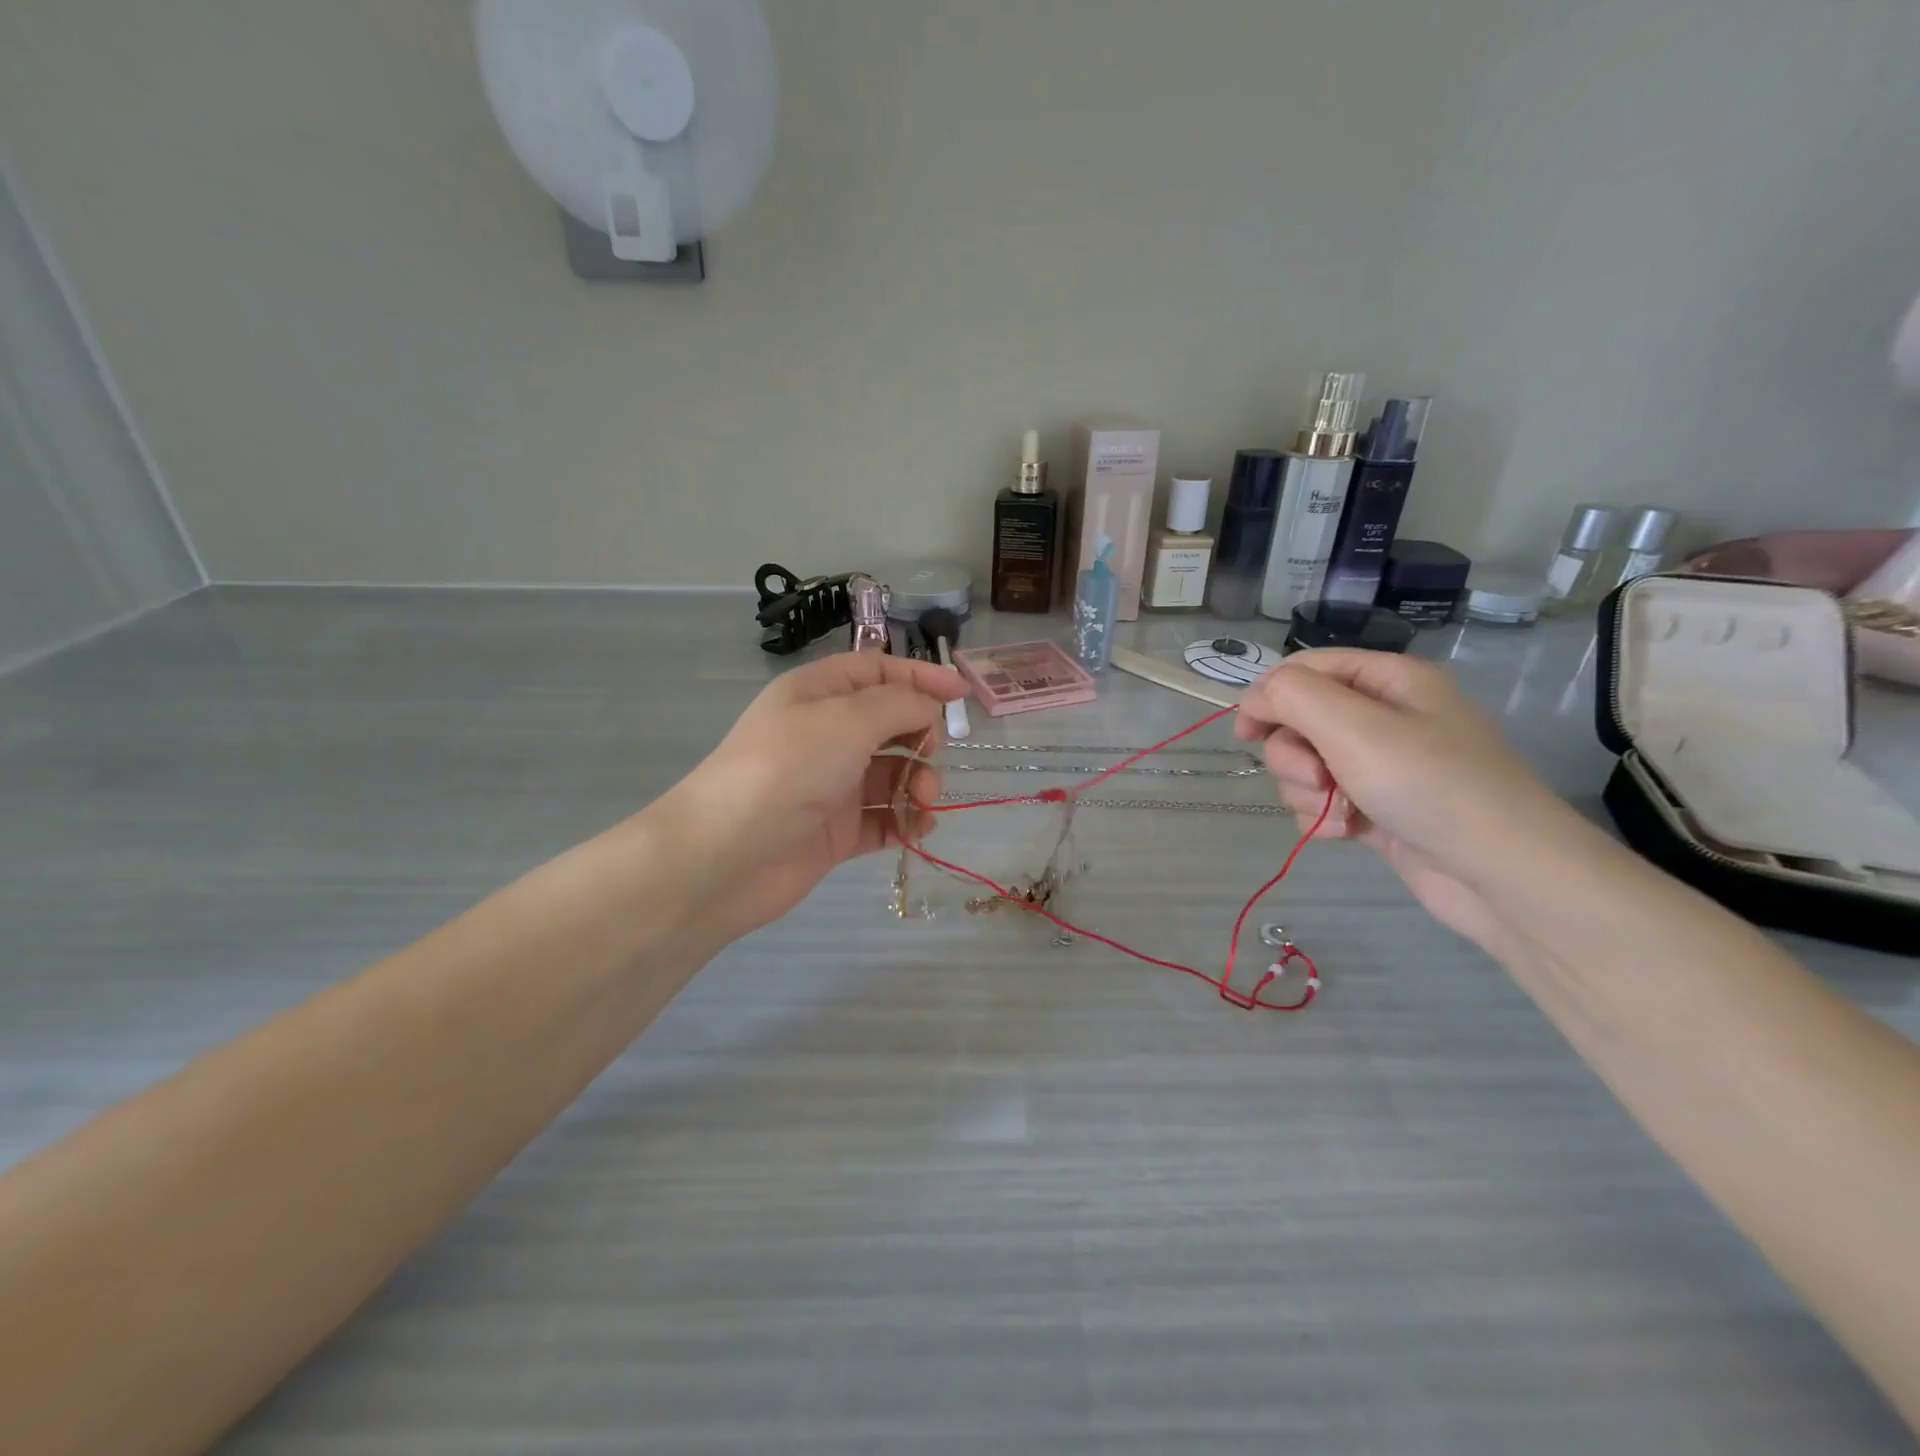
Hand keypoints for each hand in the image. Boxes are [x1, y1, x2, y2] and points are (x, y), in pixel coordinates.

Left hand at [656, 652, 967, 944]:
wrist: (726, 856)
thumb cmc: (787, 769)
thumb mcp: (847, 719)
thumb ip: (899, 704)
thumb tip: (929, 707)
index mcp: (819, 694)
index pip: (878, 672)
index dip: (921, 677)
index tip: (963, 694)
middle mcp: (826, 734)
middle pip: (892, 724)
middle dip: (922, 738)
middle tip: (930, 758)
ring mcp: (831, 785)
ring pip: (893, 774)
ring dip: (919, 784)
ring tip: (924, 802)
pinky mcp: (836, 831)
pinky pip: (884, 818)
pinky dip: (907, 821)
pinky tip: (920, 828)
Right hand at [1236, 650, 1590, 949]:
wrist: (1503, 875)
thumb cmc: (1430, 786)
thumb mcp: (1354, 727)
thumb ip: (1293, 697)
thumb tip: (1256, 696)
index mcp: (1387, 680)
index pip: (1304, 669)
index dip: (1268, 696)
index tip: (1246, 734)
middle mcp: (1384, 715)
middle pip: (1299, 720)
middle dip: (1294, 755)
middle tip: (1318, 780)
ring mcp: (1382, 764)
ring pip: (1305, 765)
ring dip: (1307, 792)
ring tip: (1339, 813)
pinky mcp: (1378, 807)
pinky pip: (1323, 800)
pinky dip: (1323, 817)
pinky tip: (1347, 833)